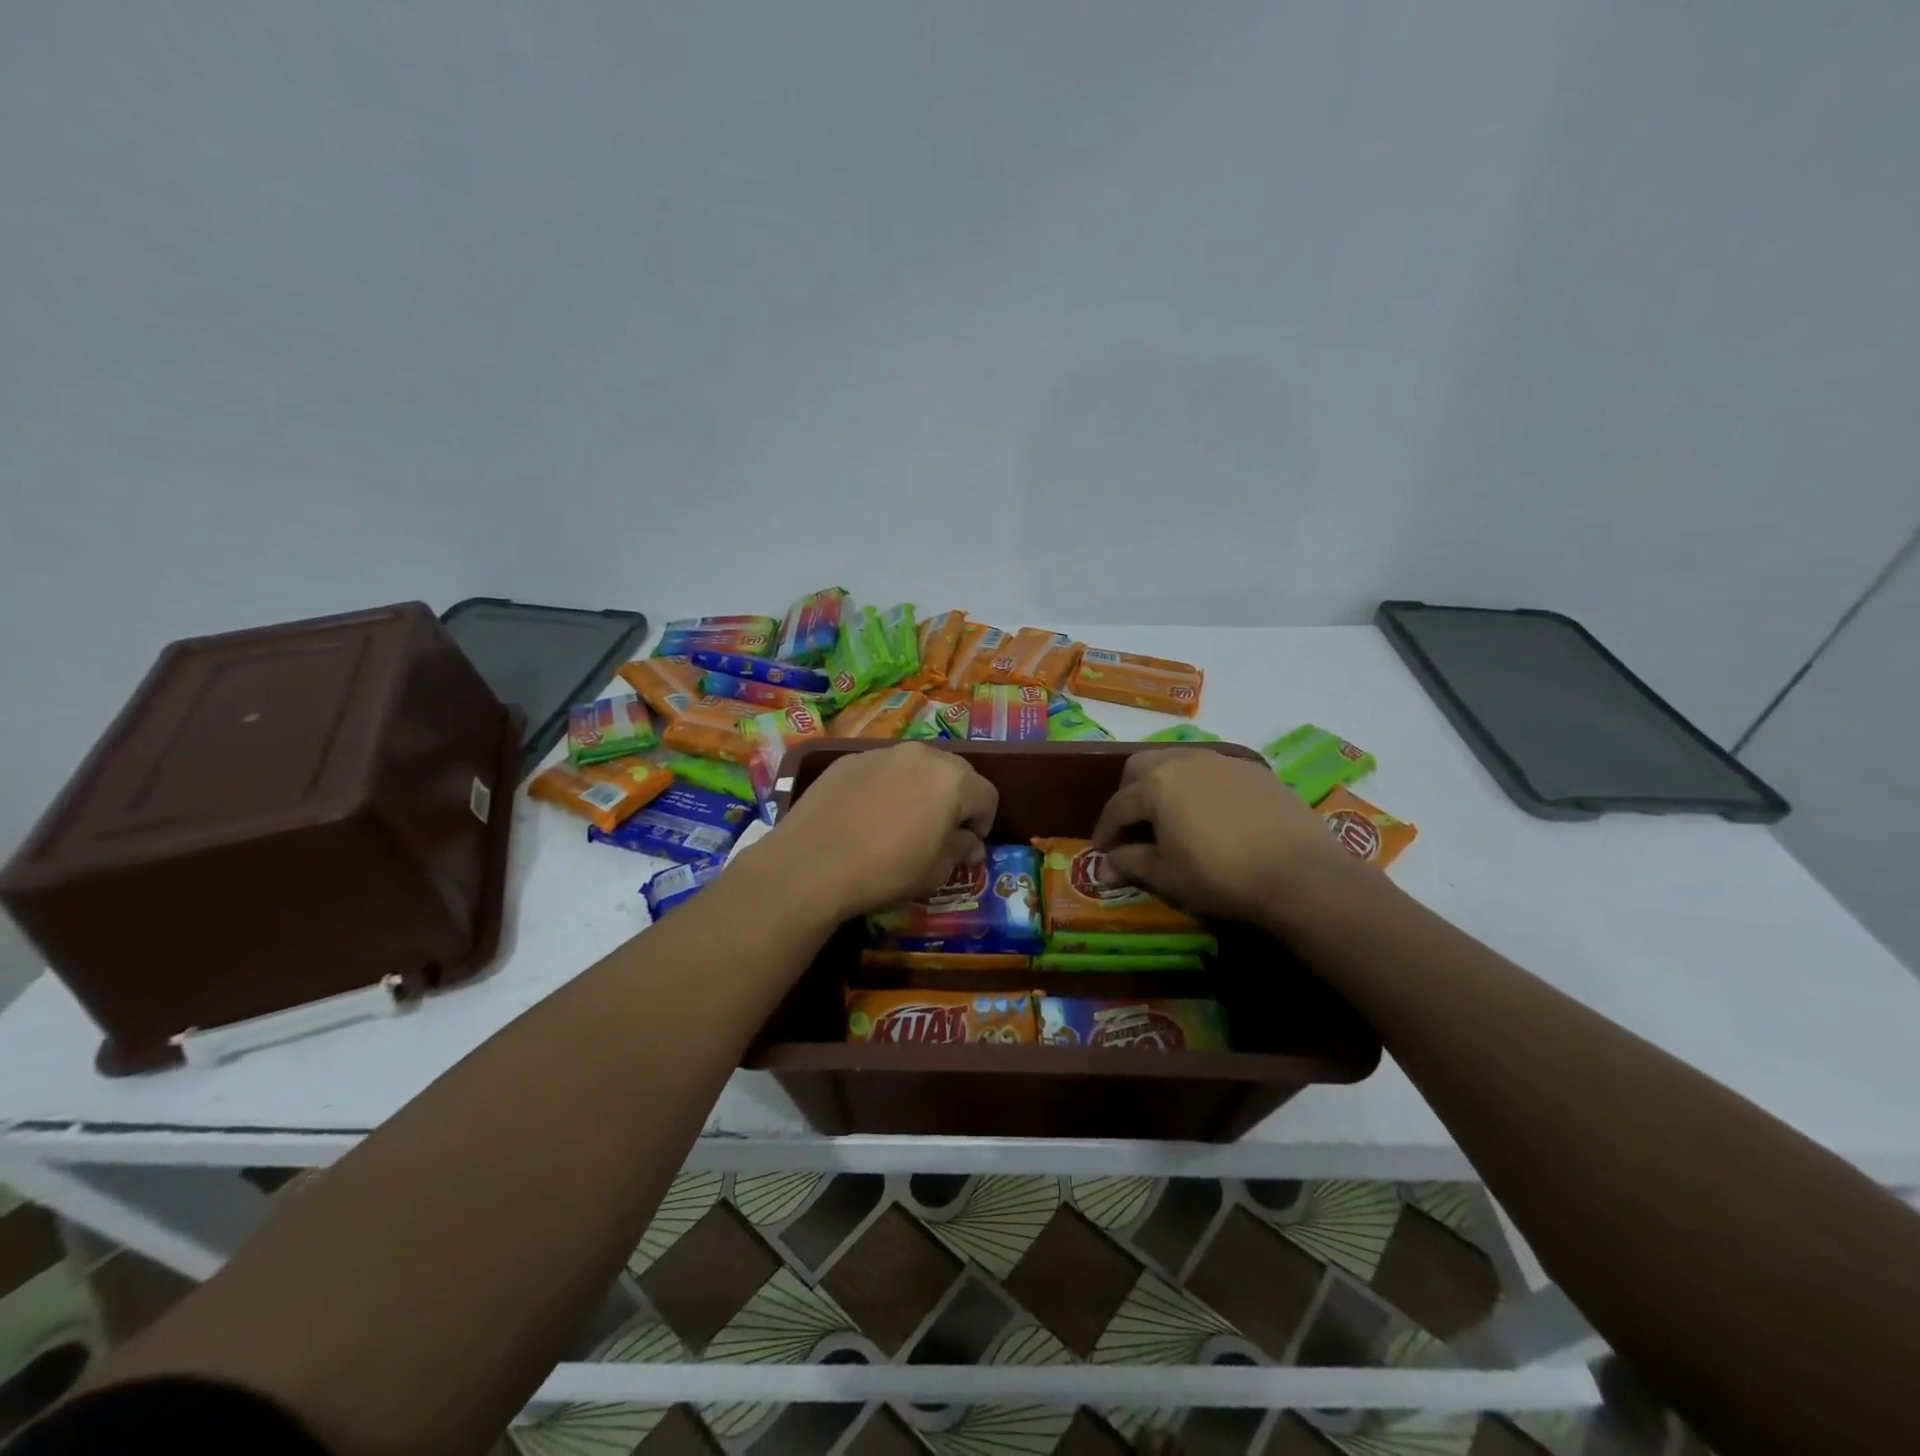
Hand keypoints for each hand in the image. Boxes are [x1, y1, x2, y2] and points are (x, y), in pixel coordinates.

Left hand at [762, 743, 998, 921]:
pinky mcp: (848, 759)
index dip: (983, 823)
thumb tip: (971, 844)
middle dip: (953, 801)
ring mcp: (882, 753)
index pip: (987, 796)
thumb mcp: (935, 871)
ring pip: (915, 768)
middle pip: (953, 774)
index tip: (968, 847)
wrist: (811, 864)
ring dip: (919, 790)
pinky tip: (866, 816)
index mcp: (953, 780)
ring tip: (900, 822)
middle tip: (938, 832)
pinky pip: (881, 771)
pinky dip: (884, 788)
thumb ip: (960, 850)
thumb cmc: (887, 870)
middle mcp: (922, 754)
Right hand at [1090, 748, 1363, 926]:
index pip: (1117, 806)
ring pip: (1177, 762)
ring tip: (1169, 815)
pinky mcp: (1253, 770)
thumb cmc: (1220, 875)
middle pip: (1141, 769)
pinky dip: (1198, 787)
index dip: (1105, 831)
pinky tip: (1209, 814)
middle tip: (1131, 825)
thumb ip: (1130, 863)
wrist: (1300, 874)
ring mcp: (1221, 761)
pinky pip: (1211, 770)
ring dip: (1162, 785)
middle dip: (1128, 795)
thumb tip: (1104, 866)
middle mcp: (1183, 761)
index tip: (1102, 852)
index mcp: (1155, 785)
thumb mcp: (1167, 875)